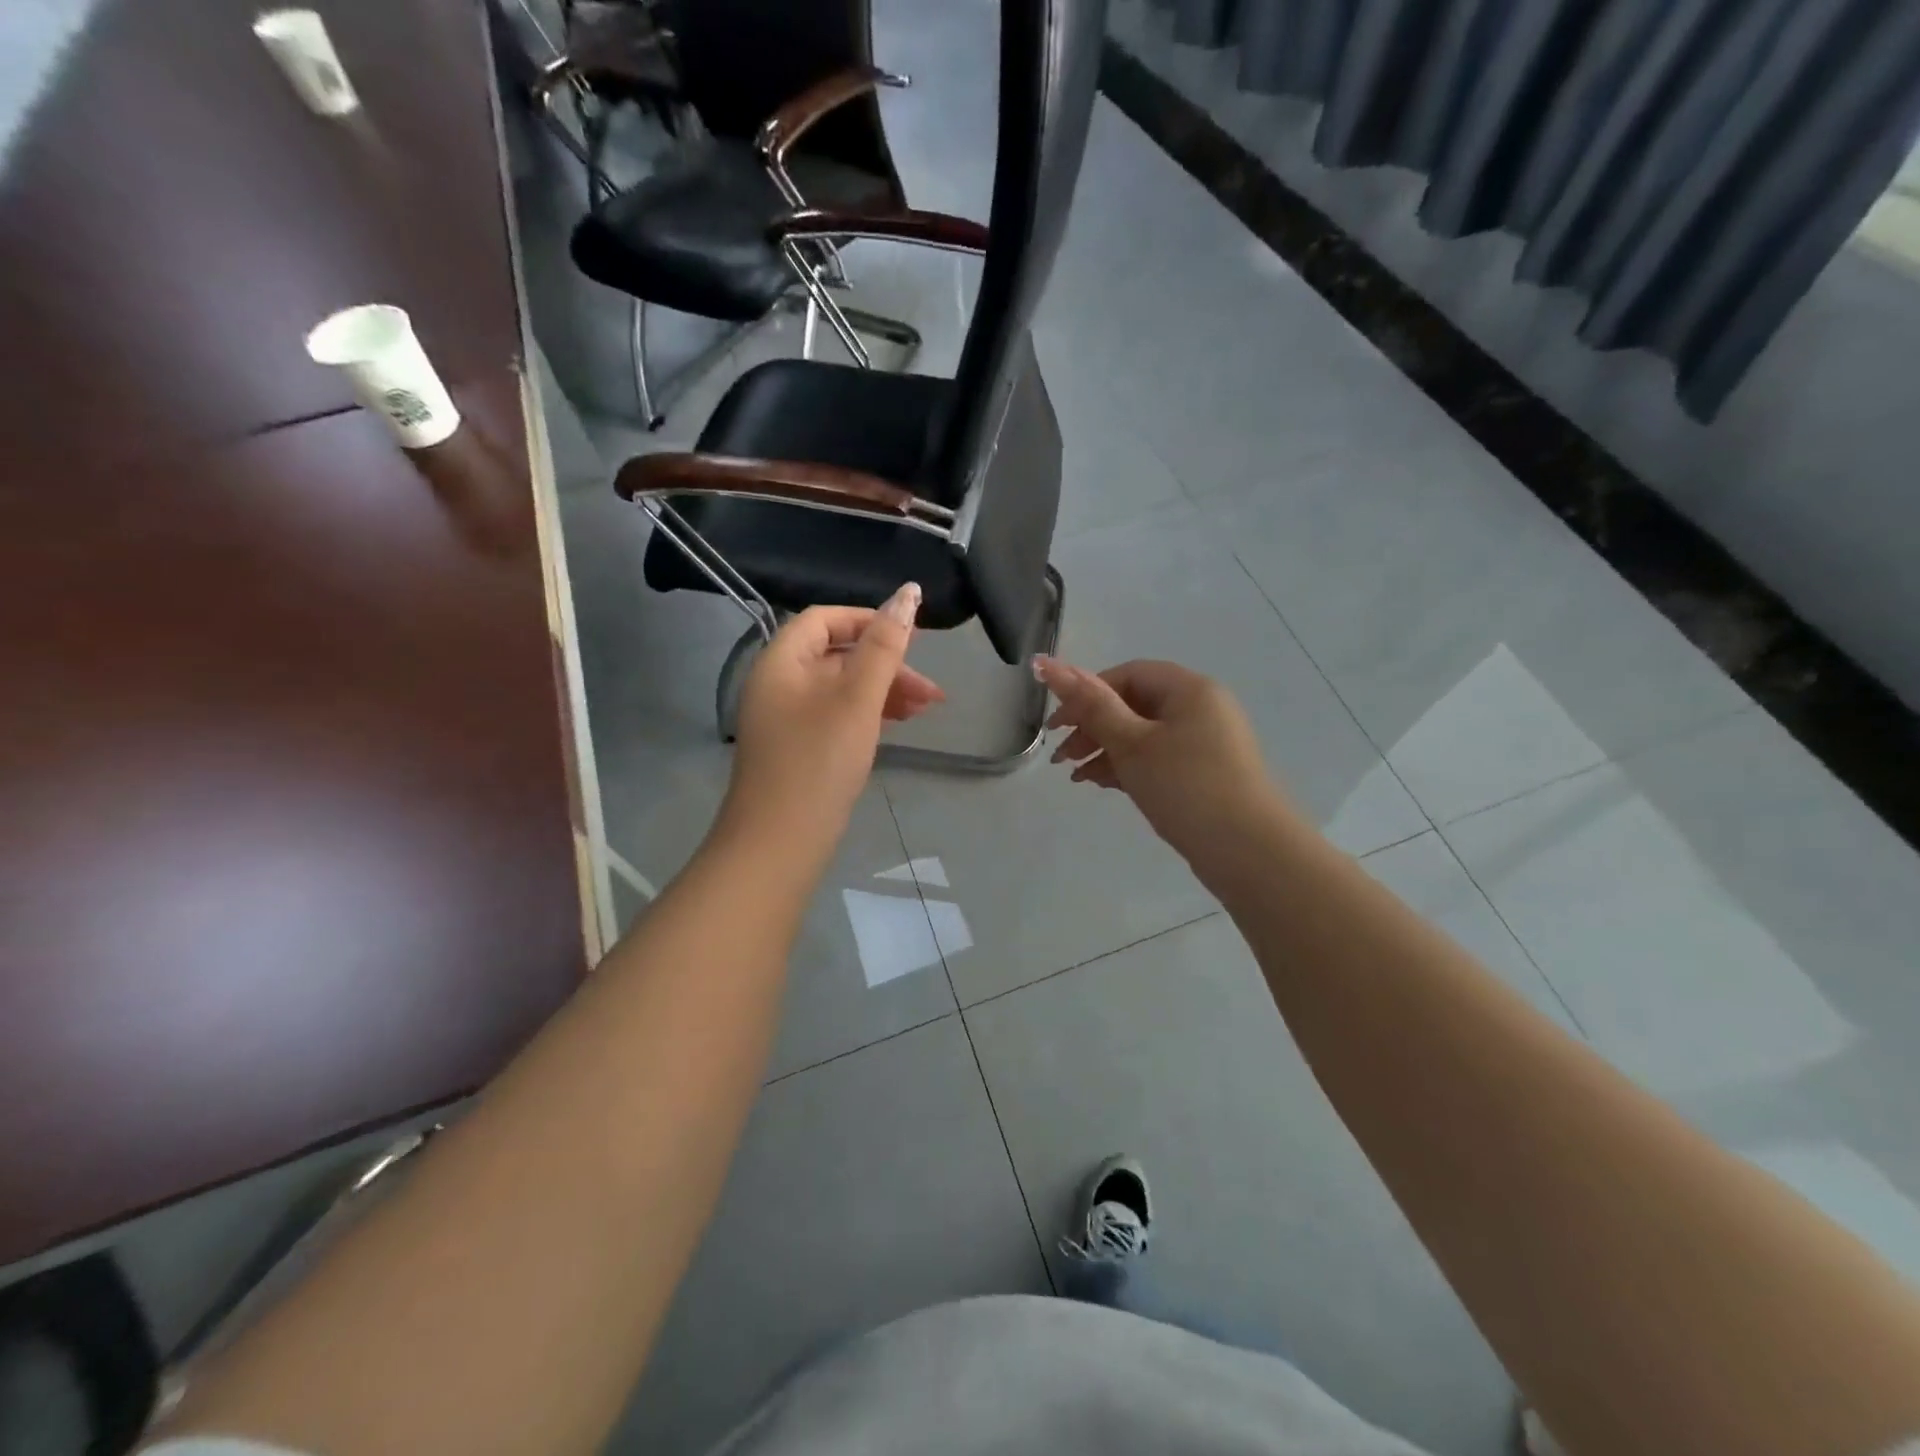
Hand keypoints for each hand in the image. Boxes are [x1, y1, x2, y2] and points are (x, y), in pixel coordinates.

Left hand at [721, 585, 942, 850]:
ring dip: (883, 691)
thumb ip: (884, 646)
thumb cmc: (818, 762)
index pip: (826, 618)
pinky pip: (836, 715)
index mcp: (781, 661)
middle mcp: (778, 683)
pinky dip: (868, 714)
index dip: (869, 619)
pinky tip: (895, 726)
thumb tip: (908, 593)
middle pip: (837, 654)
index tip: (912, 637)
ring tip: (925, 711)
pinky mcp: (798, 748)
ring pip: (841, 687)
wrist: (778, 843)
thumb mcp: (858, 698)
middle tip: (931, 691)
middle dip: (887, 665)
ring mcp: (786, 718)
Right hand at [1034, 656, 1294, 871]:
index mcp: (1189, 689)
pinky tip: (1102, 784)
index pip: (1126, 675)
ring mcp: (1205, 743)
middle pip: (1133, 704)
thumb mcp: (1131, 744)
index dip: (1086, 693)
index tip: (1057, 727)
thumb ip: (1089, 705)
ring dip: (1105, 750)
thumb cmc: (1186, 787)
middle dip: (1092, 727)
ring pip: (1143, 735)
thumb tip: (1046, 663)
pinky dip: (1128, 767)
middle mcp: (1201, 708)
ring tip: (1076, 777)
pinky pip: (1157, 758)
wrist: (1249, 852)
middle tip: (1061, 757)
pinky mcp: (1205, 774)